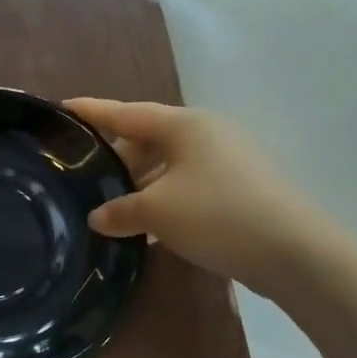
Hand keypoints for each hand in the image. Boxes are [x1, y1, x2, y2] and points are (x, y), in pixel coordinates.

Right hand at [66, 98, 334, 287]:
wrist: (293, 250)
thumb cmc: (216, 215)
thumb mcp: (157, 212)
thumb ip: (120, 211)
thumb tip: (97, 217)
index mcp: (184, 125)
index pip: (126, 113)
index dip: (93, 111)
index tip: (63, 107)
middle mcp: (207, 132)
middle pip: (149, 138)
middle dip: (117, 157)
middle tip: (85, 176)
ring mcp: (229, 158)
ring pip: (170, 164)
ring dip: (142, 183)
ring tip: (115, 207)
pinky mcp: (242, 186)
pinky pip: (190, 184)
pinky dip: (166, 198)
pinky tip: (151, 226)